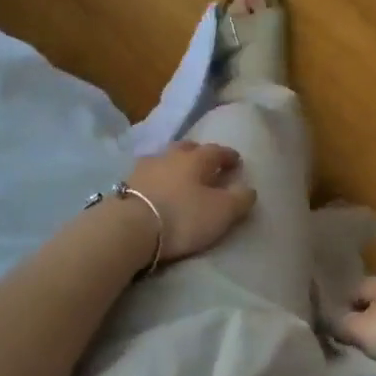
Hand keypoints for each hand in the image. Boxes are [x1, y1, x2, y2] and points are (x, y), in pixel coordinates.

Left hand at [125, 140, 256, 263]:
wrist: (129, 227)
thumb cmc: (182, 216)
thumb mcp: (221, 212)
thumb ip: (240, 199)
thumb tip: (249, 188)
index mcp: (197, 159)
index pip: (217, 150)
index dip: (228, 156)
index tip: (236, 162)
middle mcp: (171, 155)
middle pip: (188, 149)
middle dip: (199, 155)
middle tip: (206, 165)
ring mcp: (145, 167)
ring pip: (165, 160)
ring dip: (174, 165)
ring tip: (179, 178)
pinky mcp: (126, 184)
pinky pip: (147, 175)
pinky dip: (156, 179)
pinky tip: (156, 189)